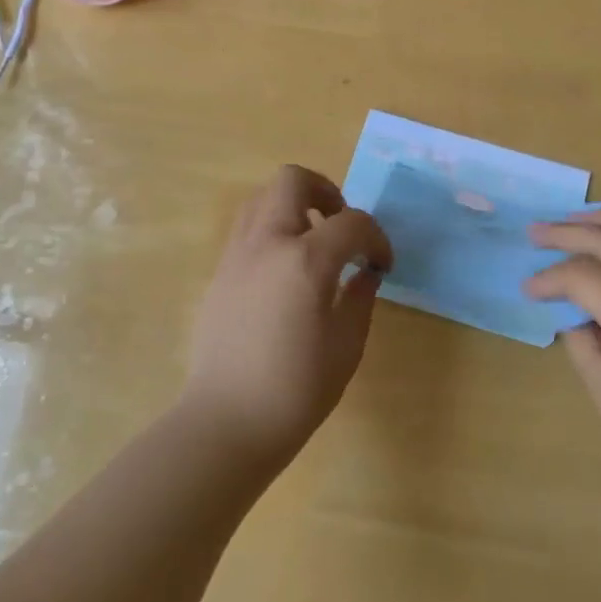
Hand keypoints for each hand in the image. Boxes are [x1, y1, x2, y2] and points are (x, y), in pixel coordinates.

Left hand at [182, 165, 393, 466]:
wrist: (226, 421)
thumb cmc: (296, 389)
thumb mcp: (346, 345)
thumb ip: (360, 297)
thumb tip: (366, 272)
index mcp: (307, 260)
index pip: (352, 222)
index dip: (376, 238)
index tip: (381, 264)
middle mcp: (267, 243)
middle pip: (293, 180)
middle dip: (327, 192)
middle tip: (342, 225)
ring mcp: (237, 254)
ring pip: (262, 197)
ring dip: (294, 206)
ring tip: (312, 242)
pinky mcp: (219, 272)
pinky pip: (247, 228)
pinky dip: (271, 229)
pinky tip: (285, 270)